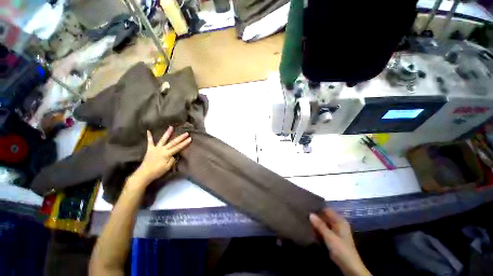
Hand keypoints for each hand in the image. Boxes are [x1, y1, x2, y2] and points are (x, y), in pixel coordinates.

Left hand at [132, 126, 191, 184]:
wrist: (144, 174)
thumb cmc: (157, 171)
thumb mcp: (167, 167)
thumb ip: (172, 160)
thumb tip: (173, 155)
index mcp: (167, 154)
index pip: (178, 147)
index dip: (184, 143)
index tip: (190, 138)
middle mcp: (162, 149)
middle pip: (173, 142)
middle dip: (180, 138)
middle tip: (186, 133)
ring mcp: (156, 148)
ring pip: (163, 139)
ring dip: (167, 133)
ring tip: (171, 127)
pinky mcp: (150, 149)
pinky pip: (149, 142)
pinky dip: (149, 137)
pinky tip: (148, 131)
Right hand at [310, 208, 370, 275]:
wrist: (350, 267)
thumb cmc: (342, 249)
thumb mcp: (330, 237)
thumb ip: (320, 225)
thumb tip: (310, 214)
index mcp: (340, 221)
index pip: (327, 210)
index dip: (318, 208)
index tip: (307, 206)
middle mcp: (338, 224)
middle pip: (325, 216)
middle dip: (315, 216)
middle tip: (304, 213)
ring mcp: (335, 231)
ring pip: (323, 224)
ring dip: (316, 223)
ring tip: (304, 219)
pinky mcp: (332, 238)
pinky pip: (323, 230)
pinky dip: (317, 229)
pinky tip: (309, 228)